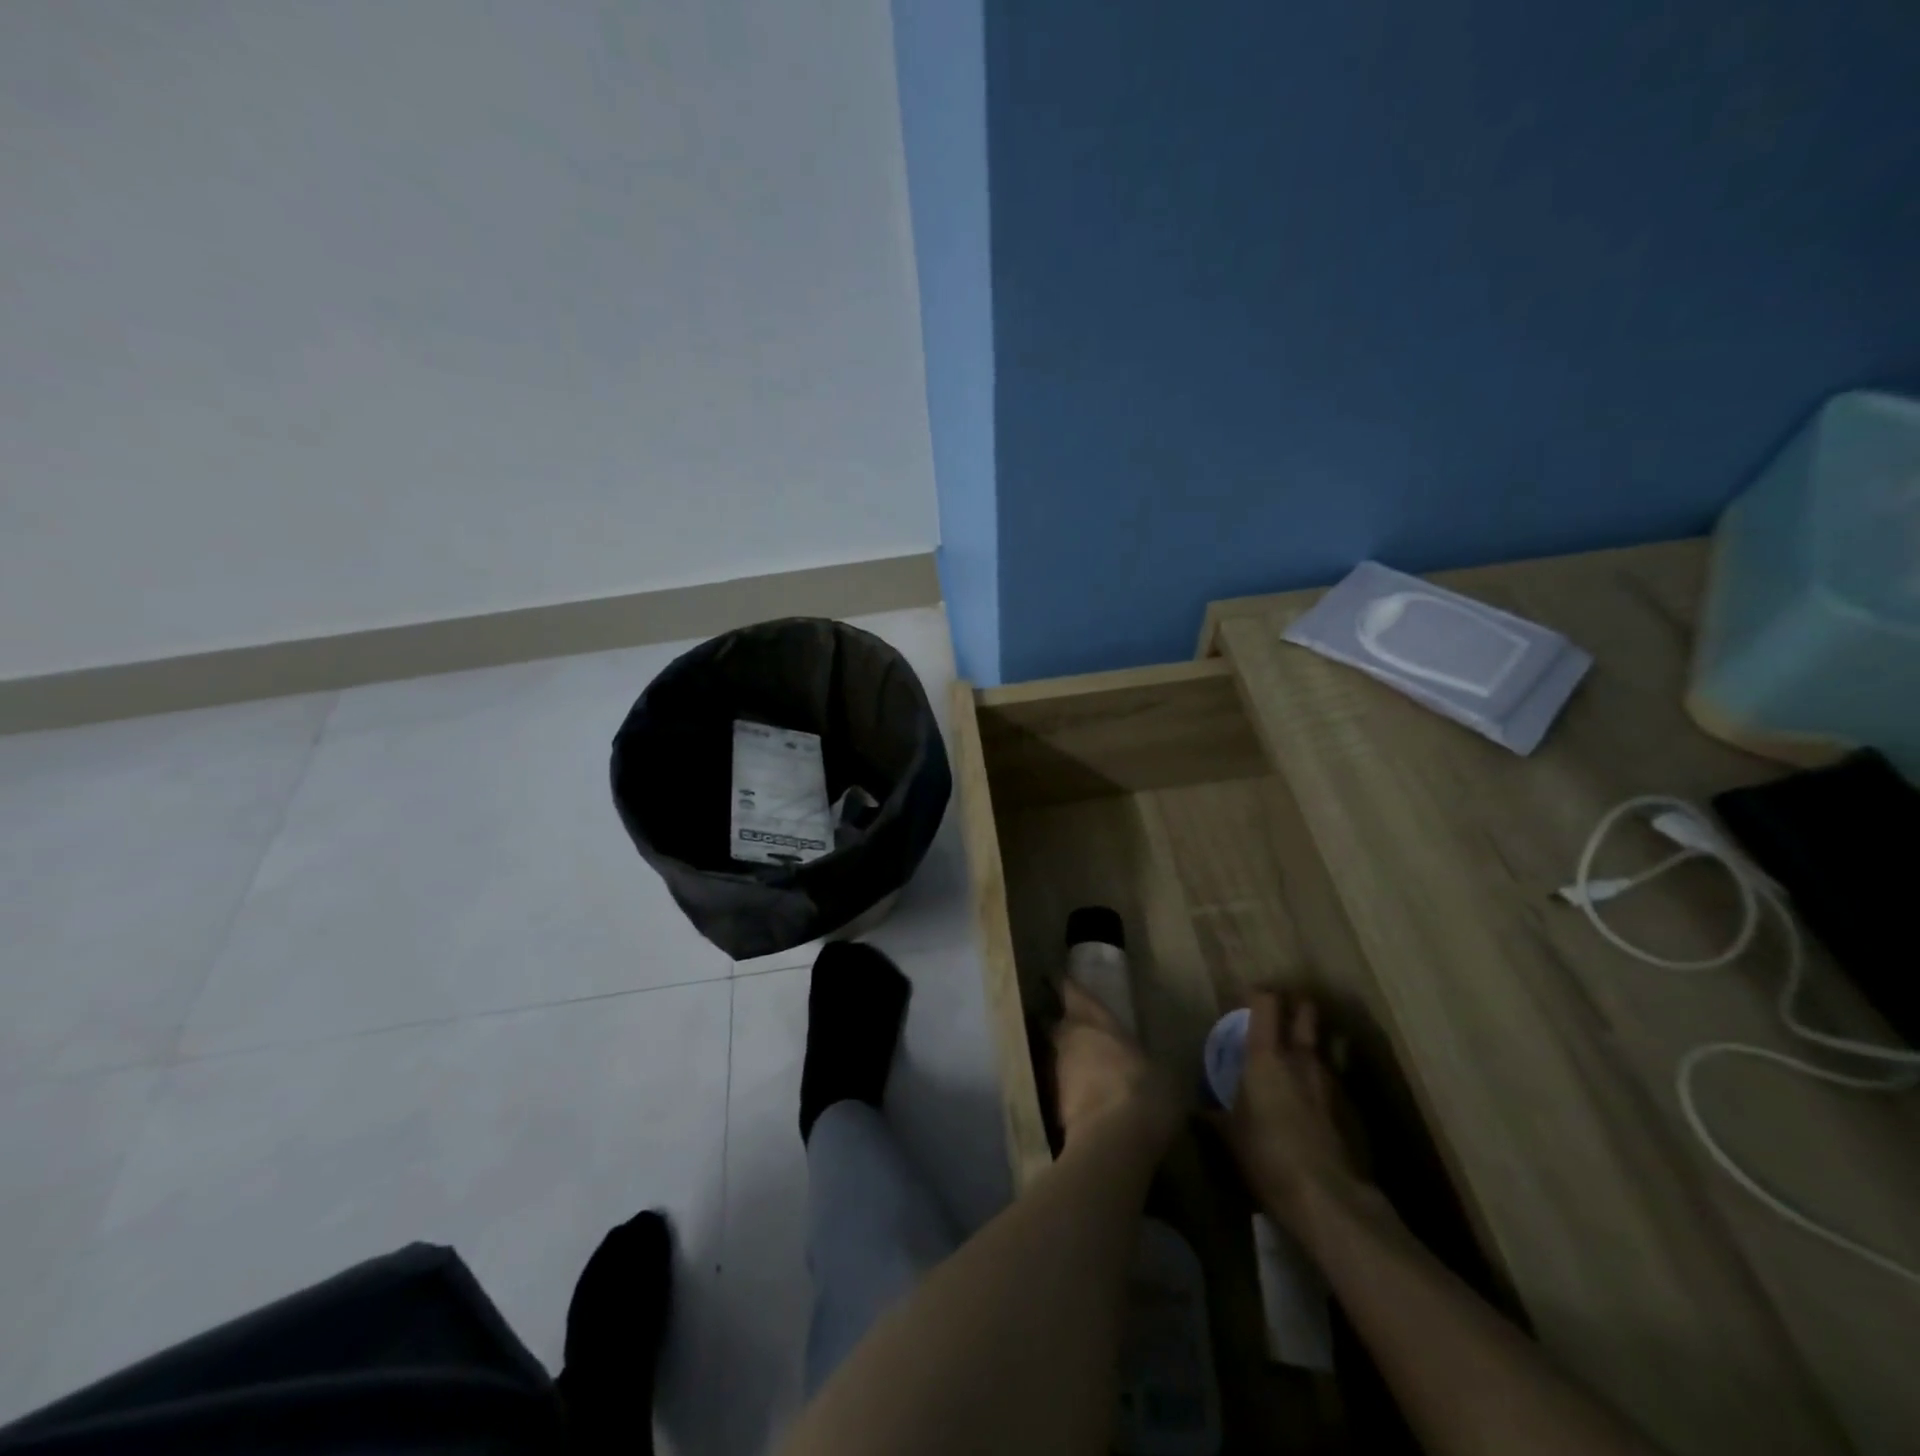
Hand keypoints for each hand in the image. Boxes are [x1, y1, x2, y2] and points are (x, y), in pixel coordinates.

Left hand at [1051, 980, 1178, 1145]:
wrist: (1112, 1140)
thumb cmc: (1146, 1093)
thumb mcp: (1165, 1075)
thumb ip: (1151, 1065)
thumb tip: (1157, 1071)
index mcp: (1098, 1021)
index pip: (1074, 993)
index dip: (1065, 986)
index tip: (1056, 977)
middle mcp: (1072, 1038)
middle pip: (1060, 1023)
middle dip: (1064, 1023)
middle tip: (1073, 1024)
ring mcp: (1059, 1069)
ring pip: (1058, 1053)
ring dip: (1067, 1056)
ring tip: (1083, 1064)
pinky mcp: (1054, 1100)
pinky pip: (1062, 1084)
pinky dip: (1071, 1086)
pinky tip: (1085, 1096)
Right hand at [1212, 991, 1364, 1228]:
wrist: (1330, 1200)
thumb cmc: (1268, 1156)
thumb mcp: (1230, 1135)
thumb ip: (1214, 1113)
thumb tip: (1198, 1107)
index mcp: (1266, 1055)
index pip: (1266, 1002)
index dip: (1258, 994)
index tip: (1249, 998)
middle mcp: (1301, 1058)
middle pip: (1305, 1011)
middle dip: (1295, 1005)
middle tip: (1281, 1014)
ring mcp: (1332, 1080)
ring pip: (1324, 1044)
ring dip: (1312, 1042)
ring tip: (1298, 1057)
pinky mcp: (1352, 1107)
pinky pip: (1336, 1078)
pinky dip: (1324, 1079)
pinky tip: (1316, 1101)